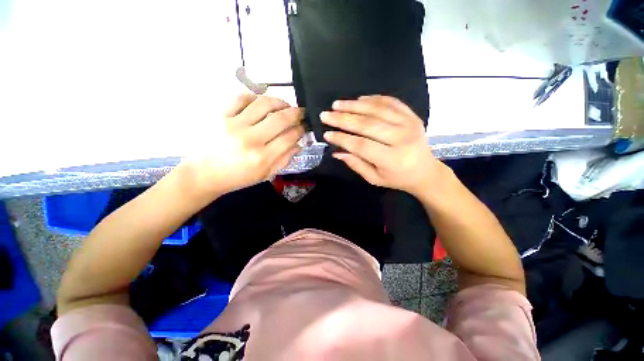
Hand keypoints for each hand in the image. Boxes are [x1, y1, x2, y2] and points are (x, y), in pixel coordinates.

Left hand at [180, 93, 304, 196]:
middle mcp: (250, 140)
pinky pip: (241, 97)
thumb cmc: (237, 177)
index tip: (305, 126)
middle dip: (296, 113)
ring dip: (279, 101)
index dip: (301, 129)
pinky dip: (255, 97)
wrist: (203, 174)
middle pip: (281, 119)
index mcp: (263, 158)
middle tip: (301, 112)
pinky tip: (261, 102)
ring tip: (284, 105)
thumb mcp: (265, 174)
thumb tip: (299, 144)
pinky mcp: (219, 115)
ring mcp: (233, 125)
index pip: (290, 137)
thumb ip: (285, 159)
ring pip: (263, 104)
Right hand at [321, 95, 443, 196]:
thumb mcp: (375, 178)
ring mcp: (410, 124)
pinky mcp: (412, 115)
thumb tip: (336, 152)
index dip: (342, 139)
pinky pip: (391, 102)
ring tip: (337, 104)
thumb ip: (356, 164)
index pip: (362, 145)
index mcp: (393, 159)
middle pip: (368, 124)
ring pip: (378, 109)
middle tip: (326, 115)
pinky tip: (359, 99)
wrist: (425, 171)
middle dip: (343, 119)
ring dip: (355, 105)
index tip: (327, 134)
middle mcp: (402, 138)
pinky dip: (373, 99)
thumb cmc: (398, 178)